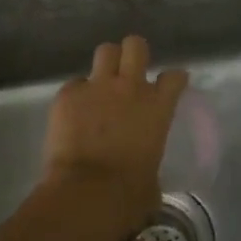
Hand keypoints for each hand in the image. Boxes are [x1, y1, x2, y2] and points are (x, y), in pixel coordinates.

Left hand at [43, 35, 188, 227]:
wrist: (86, 193)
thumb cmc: (128, 194)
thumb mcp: (153, 176)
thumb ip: (150, 159)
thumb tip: (144, 173)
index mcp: (158, 107)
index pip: (174, 77)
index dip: (173, 79)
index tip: (170, 85)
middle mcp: (130, 87)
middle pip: (135, 46)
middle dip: (133, 54)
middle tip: (129, 70)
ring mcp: (97, 87)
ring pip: (105, 51)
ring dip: (106, 64)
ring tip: (102, 81)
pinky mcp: (67, 95)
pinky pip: (74, 84)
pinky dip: (76, 94)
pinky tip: (73, 112)